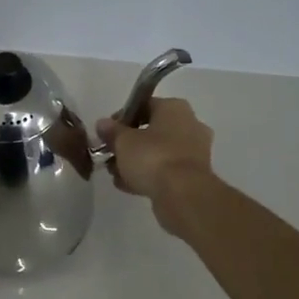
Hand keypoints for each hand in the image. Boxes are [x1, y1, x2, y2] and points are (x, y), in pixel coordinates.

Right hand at [96, 97, 215, 225]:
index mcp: (174, 108)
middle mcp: (190, 124)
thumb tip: (103, 123)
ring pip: (158, 152)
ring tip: (116, 174)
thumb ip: (111, 131)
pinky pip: (166, 169)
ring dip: (137, 161)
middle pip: (152, 130)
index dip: (122, 118)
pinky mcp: (194, 175)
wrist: (182, 193)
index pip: (144, 105)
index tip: (107, 132)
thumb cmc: (152, 157)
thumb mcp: (123, 141)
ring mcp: (195, 151)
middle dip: (129, 143)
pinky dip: (149, 175)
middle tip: (110, 154)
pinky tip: (129, 186)